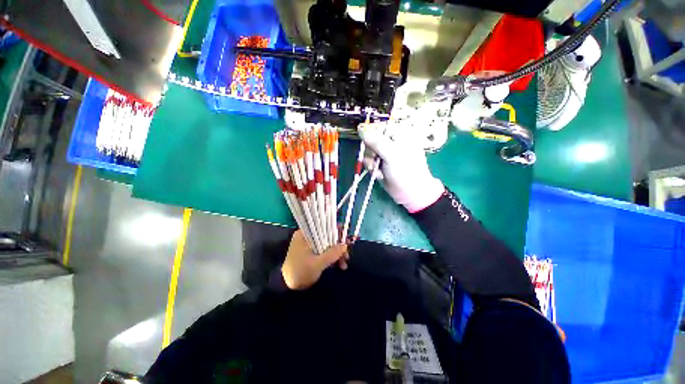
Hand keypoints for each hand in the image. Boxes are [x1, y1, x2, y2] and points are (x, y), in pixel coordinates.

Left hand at [281, 230, 347, 289]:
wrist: (287, 288)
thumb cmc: (300, 272)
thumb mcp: (317, 264)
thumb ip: (332, 254)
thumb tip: (345, 245)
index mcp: (305, 234)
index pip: (323, 226)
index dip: (336, 232)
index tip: (345, 240)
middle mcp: (308, 236)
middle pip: (327, 236)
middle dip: (338, 246)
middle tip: (347, 257)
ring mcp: (310, 244)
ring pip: (328, 244)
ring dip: (337, 253)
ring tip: (344, 265)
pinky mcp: (312, 252)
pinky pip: (325, 251)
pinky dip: (332, 257)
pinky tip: (339, 266)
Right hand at [358, 122, 443, 212]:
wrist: (411, 193)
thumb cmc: (406, 172)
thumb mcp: (392, 154)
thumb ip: (376, 141)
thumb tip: (360, 128)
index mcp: (399, 133)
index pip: (379, 126)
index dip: (371, 135)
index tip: (371, 146)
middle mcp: (391, 141)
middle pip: (371, 139)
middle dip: (371, 152)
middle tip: (376, 160)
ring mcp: (385, 152)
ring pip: (368, 151)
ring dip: (370, 162)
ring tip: (378, 170)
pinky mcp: (381, 163)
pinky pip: (369, 161)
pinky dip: (372, 168)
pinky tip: (379, 174)